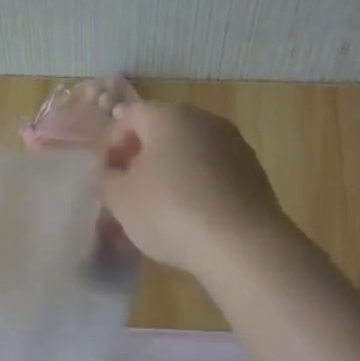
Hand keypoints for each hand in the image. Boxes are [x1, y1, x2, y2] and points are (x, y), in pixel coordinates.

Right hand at [102, 101, 287, 273]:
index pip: (129, 115)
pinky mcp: (254, 172)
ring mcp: (234, 144)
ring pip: (191, 151)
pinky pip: (214, 171)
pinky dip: (198, 185)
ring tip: (161, 206)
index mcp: (168, 117)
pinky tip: (192, 216)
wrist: (242, 244)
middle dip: (142, 156)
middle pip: (163, 130)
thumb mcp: (120, 199)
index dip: (111, 143)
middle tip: (129, 189)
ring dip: (172, 171)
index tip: (105, 175)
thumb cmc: (170, 213)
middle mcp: (204, 120)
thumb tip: (114, 172)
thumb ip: (108, 179)